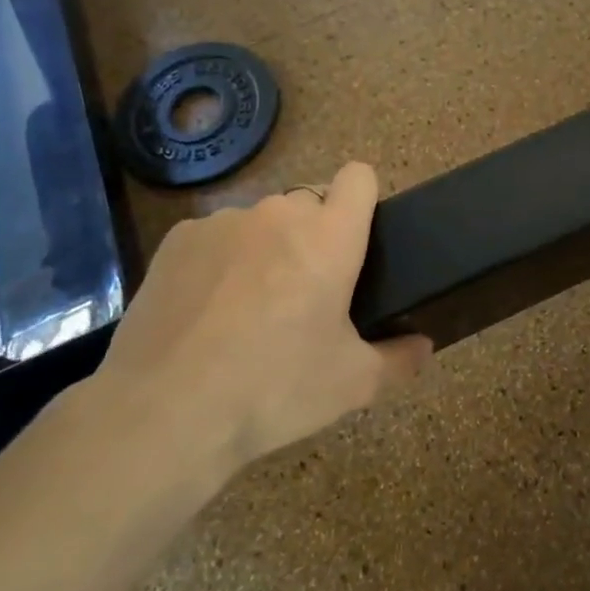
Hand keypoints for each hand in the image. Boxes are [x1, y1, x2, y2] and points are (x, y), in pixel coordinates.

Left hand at [85, 163, 430, 495]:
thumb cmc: (275, 390)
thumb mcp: (353, 384)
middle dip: (315, 236)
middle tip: (306, 295)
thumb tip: (424, 345)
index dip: (363, 200)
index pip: (359, 177)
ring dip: (267, 248)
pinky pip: (217, 236)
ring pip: (261, 221)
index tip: (357, 240)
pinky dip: (221, 261)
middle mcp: (279, 214)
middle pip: (310, 202)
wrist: (165, 413)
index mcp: (330, 237)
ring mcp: (224, 222)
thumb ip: (400, 359)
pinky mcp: (178, 240)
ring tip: (249, 308)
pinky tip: (206, 310)